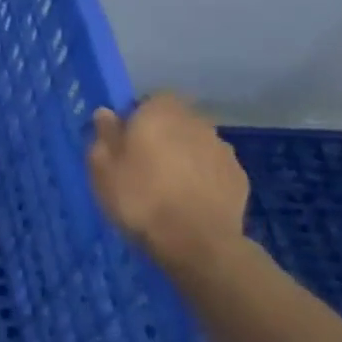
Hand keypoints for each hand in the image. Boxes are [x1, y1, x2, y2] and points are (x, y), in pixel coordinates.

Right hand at [87, 94, 247, 274]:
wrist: (197, 242)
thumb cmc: (139, 198)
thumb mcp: (102, 168)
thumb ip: (104, 135)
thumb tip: (106, 113)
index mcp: (160, 113)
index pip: (153, 98)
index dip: (140, 115)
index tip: (127, 138)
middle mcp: (196, 122)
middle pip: (177, 119)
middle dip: (164, 134)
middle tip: (145, 162)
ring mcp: (222, 149)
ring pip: (197, 143)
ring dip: (185, 154)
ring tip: (169, 185)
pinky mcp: (239, 176)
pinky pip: (213, 167)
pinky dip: (203, 176)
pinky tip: (190, 199)